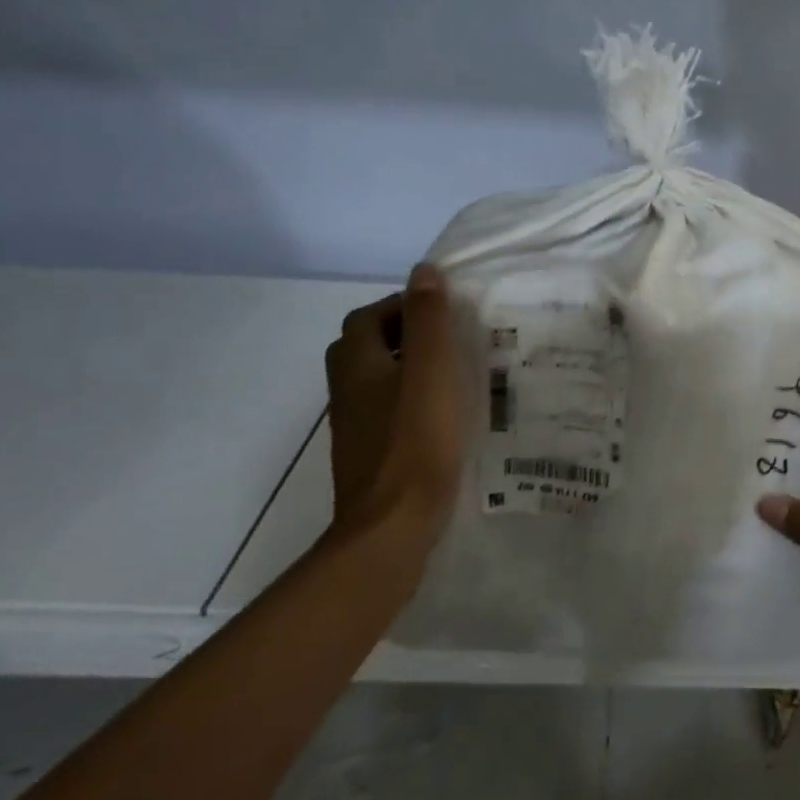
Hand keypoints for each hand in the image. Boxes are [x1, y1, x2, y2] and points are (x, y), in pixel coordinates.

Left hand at [323, 264, 466, 557]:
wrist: (391, 528)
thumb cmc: (416, 442)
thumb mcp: (431, 371)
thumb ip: (428, 320)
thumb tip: (424, 272)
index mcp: (357, 366)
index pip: (367, 317)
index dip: (400, 305)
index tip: (442, 310)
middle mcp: (348, 392)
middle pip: (364, 348)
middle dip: (401, 334)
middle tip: (447, 338)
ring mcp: (356, 428)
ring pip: (375, 382)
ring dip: (405, 368)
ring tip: (451, 372)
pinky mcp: (370, 456)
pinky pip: (386, 412)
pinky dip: (409, 400)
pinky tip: (442, 414)